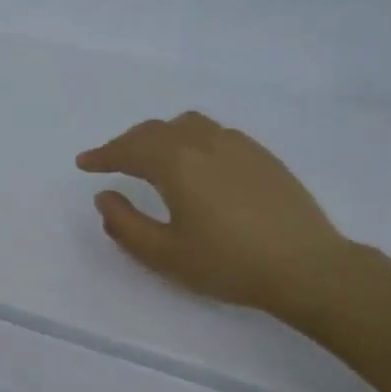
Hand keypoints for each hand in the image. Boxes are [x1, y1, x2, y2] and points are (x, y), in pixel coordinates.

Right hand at [76, 112, 356, 317]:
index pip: (128, 150)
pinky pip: (213, 133)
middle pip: (155, 131)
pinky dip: (189, 138)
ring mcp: (237, 144)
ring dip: (159, 135)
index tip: (84, 163)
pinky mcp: (261, 155)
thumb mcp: (165, 254)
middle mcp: (204, 142)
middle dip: (127, 143)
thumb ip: (125, 224)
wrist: (306, 266)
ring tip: (151, 157)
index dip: (102, 155)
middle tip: (111, 161)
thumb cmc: (228, 263)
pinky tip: (195, 163)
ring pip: (186, 125)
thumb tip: (105, 197)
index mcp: (176, 163)